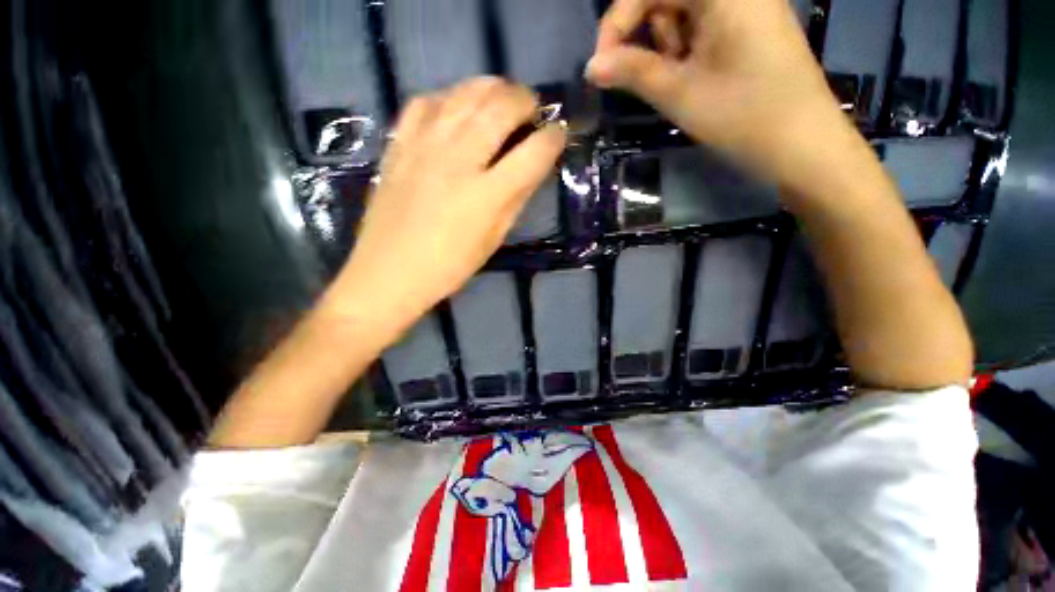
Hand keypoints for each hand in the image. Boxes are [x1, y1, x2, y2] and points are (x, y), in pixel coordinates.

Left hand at [323, 77, 565, 341]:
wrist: (389, 272)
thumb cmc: (450, 266)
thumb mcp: (494, 239)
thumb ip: (516, 198)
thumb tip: (534, 166)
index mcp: (487, 195)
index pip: (534, 152)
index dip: (554, 138)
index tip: (559, 134)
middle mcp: (458, 161)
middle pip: (501, 107)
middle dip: (526, 100)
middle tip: (532, 111)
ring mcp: (424, 146)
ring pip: (465, 93)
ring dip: (493, 89)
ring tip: (502, 101)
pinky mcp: (399, 143)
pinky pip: (427, 100)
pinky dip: (450, 97)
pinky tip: (458, 110)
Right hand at [586, 0, 847, 185]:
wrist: (801, 144)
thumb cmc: (742, 117)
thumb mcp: (679, 94)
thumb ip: (632, 72)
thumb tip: (591, 66)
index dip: (617, 21)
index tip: (600, 65)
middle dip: (646, 36)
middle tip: (651, 76)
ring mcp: (745, 5)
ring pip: (681, 12)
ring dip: (666, 45)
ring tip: (678, 80)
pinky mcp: (749, 24)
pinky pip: (701, 24)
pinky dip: (685, 49)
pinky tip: (692, 75)